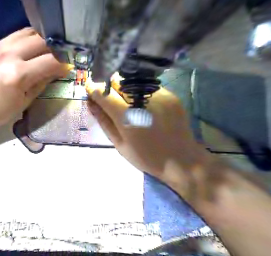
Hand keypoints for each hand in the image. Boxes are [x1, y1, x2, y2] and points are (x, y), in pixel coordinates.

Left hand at [0, 28, 68, 133]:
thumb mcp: (23, 102)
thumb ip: (41, 84)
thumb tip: (54, 73)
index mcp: (18, 74)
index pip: (49, 61)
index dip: (62, 65)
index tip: (67, 69)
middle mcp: (8, 55)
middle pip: (40, 41)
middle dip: (54, 50)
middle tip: (57, 60)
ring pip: (27, 33)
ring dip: (41, 41)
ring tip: (45, 53)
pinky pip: (13, 36)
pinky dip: (26, 40)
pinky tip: (29, 51)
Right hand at [85, 75, 208, 188]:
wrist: (181, 160)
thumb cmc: (146, 157)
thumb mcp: (120, 144)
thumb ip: (104, 121)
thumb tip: (90, 103)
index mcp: (127, 117)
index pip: (104, 94)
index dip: (93, 88)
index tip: (89, 87)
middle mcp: (143, 102)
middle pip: (118, 82)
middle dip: (108, 86)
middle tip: (106, 94)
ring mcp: (159, 96)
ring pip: (132, 81)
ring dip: (123, 87)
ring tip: (123, 99)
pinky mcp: (170, 95)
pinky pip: (147, 86)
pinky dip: (138, 91)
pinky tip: (141, 102)